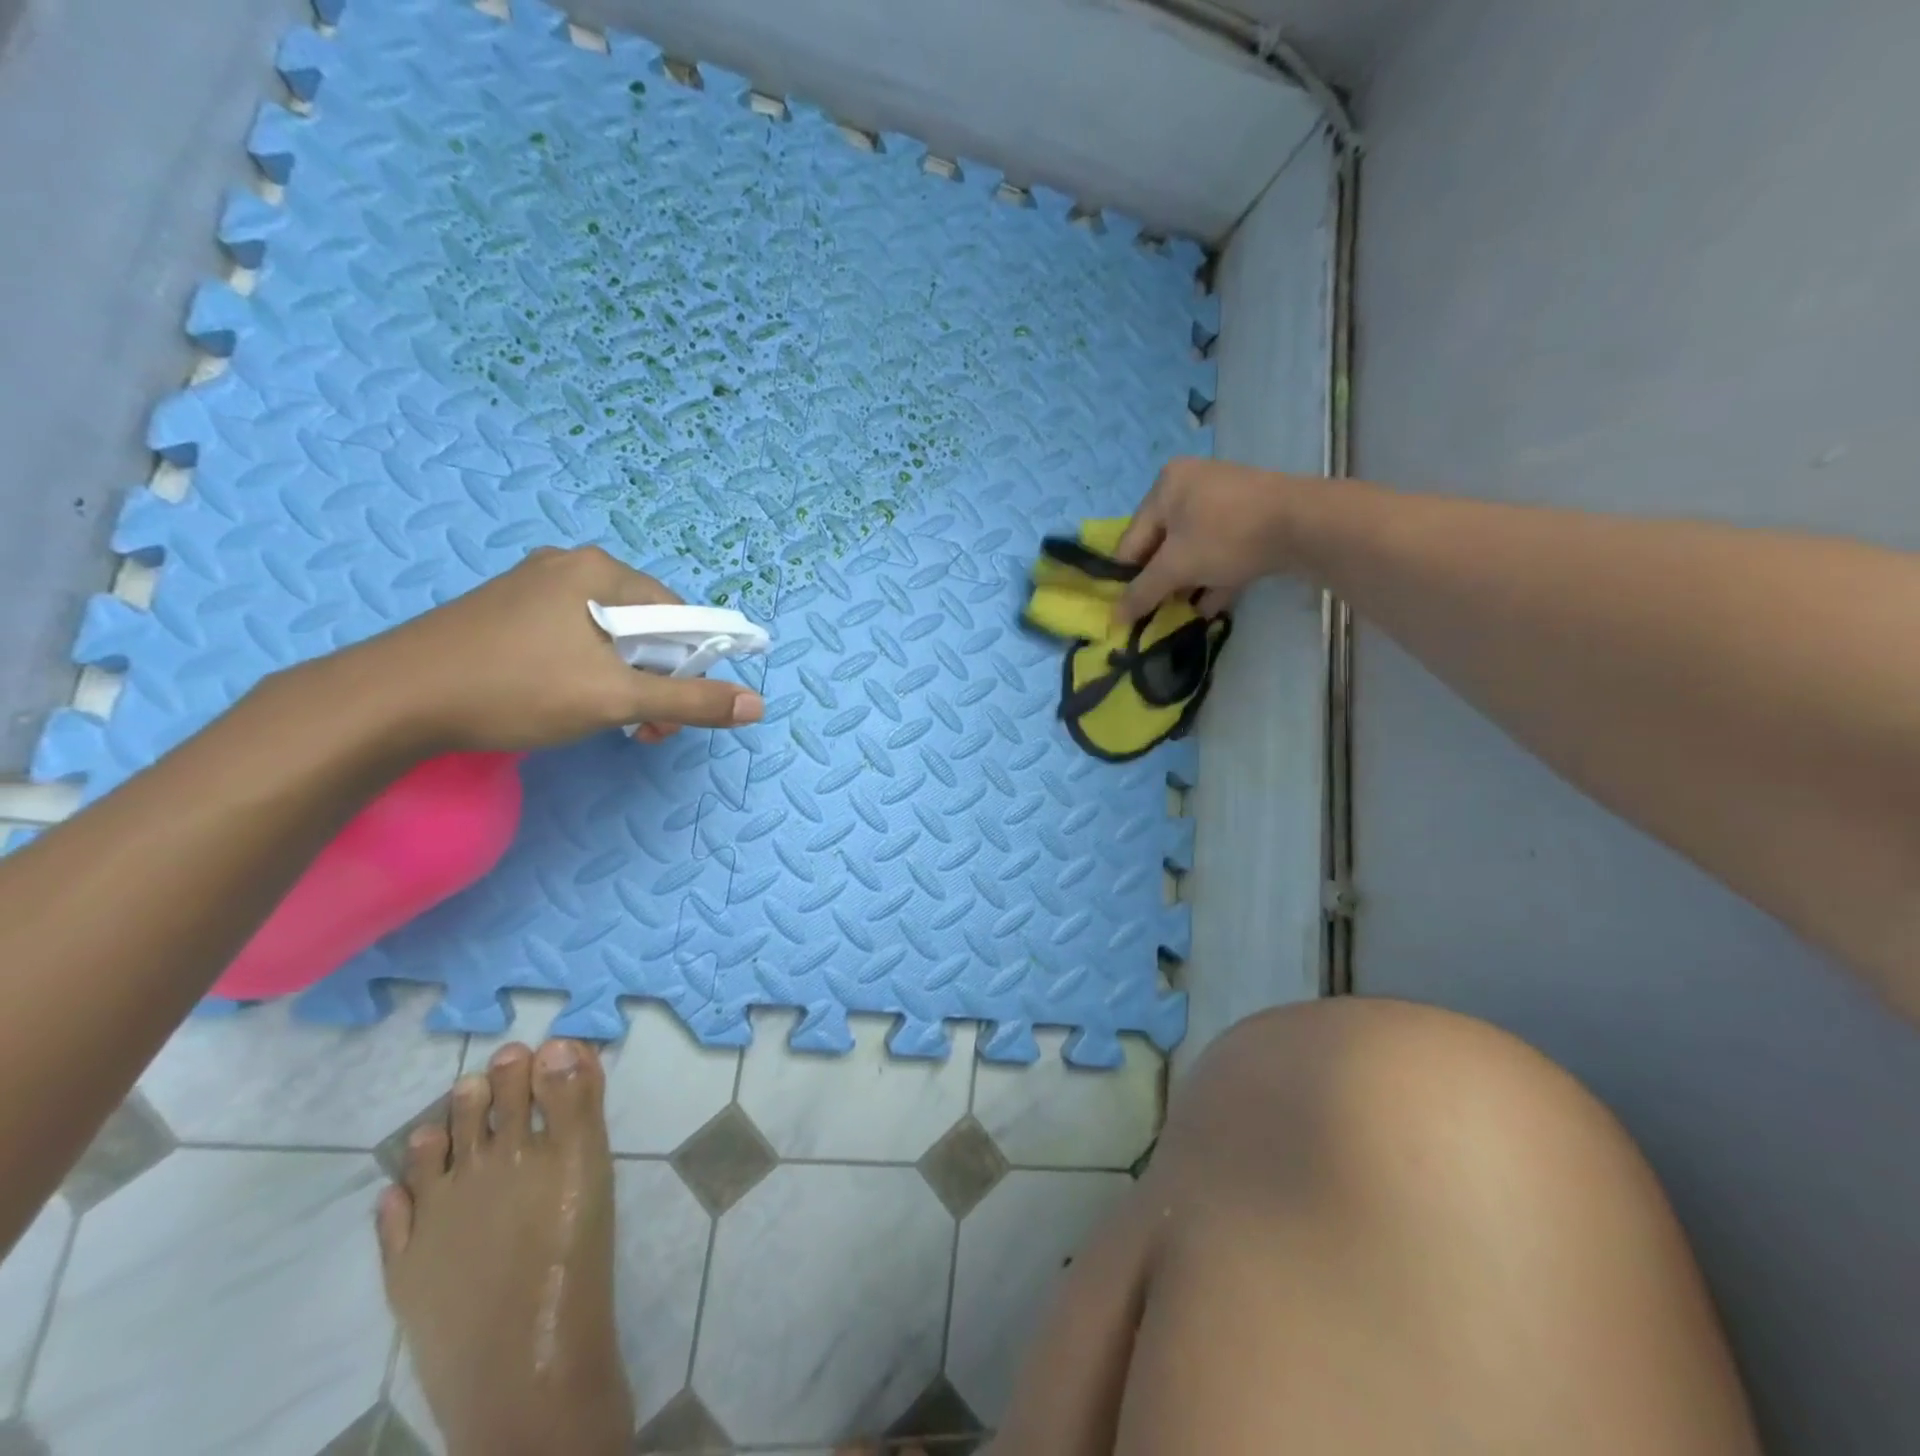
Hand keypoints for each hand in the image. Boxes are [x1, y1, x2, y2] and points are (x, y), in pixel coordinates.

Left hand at [335, 547, 764, 752]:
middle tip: (646, 727)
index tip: (678, 710)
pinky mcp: (507, 612)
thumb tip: (757, 704)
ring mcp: (533, 587)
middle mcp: (570, 566)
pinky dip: (589, 672)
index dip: (692, 664)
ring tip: (613, 723)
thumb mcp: (615, 699)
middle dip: (656, 680)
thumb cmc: (516, 689)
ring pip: (609, 636)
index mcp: (600, 571)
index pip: (679, 613)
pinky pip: (573, 638)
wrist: (391, 700)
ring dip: (625, 682)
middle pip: (645, 625)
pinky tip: (571, 703)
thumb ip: (691, 701)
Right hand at [1113, 457, 1303, 622]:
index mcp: (1165, 486)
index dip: (1127, 578)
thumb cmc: (1225, 536)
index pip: (1132, 539)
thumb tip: (1114, 618)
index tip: (1128, 611)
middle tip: (1158, 613)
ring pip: (1194, 549)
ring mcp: (1225, 499)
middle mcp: (1192, 485)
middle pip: (1163, 545)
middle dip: (1162, 582)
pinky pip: (1221, 550)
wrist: (1304, 524)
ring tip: (1183, 615)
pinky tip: (1210, 607)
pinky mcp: (1252, 517)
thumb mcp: (1176, 567)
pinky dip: (1213, 577)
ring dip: (1188, 584)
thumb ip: (1142, 592)